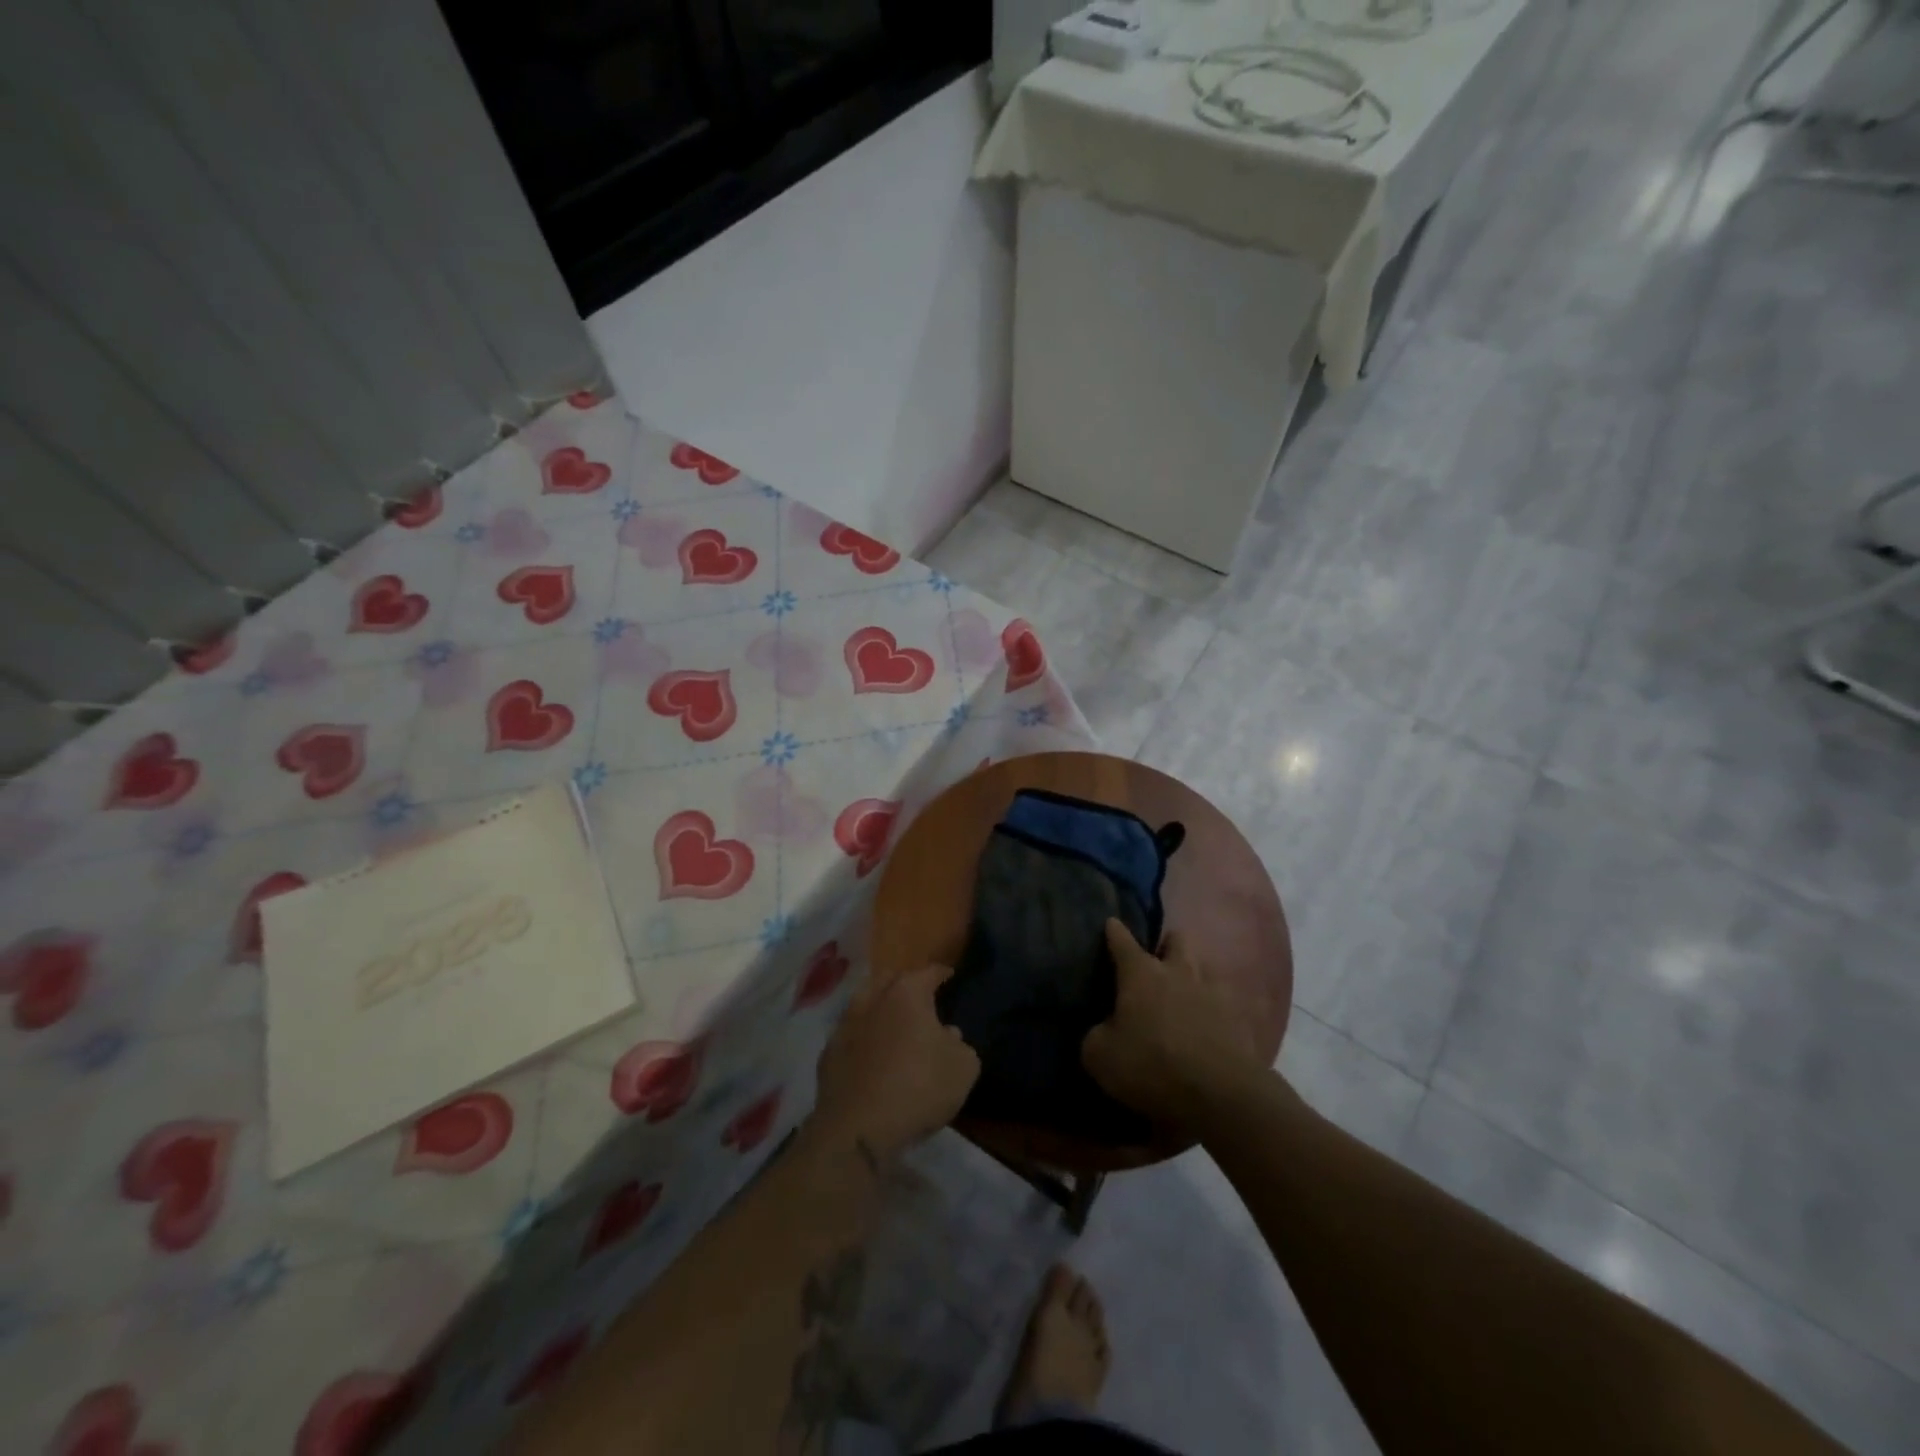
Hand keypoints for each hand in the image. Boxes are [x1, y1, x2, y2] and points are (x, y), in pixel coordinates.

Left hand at [808, 963, 979, 1160]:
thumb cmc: (919, 1088)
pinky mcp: (828, 1054)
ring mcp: (845, 1025)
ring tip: (892, 1022)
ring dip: (878, 1008)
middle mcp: (872, 999)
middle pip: (889, 979)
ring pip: (864, 1004)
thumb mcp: (963, 1068)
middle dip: (904, 983)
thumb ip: (960, 1044)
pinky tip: (870, 1054)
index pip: (928, 972)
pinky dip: (861, 1038)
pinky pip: (849, 1035)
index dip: (941, 973)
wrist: (859, 1128)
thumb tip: (948, 1035)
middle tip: (918, 996)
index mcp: (907, 993)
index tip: (949, 976)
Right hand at [1083, 919, 1264, 1131]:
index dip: (1114, 931)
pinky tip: (1210, 1023)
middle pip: (1175, 939)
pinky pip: (1225, 1001)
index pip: (1122, 941)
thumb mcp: (1100, 1057)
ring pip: (1203, 966)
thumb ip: (1096, 1035)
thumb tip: (1103, 1030)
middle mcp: (1178, 971)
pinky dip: (1215, 1007)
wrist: (1220, 1094)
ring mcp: (1213, 991)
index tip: (1111, 923)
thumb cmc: (1151, 1066)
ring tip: (1184, 993)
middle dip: (1165, 945)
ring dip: (1192, 974)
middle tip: (1156, 962)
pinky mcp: (1239, 1017)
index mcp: (1140, 973)